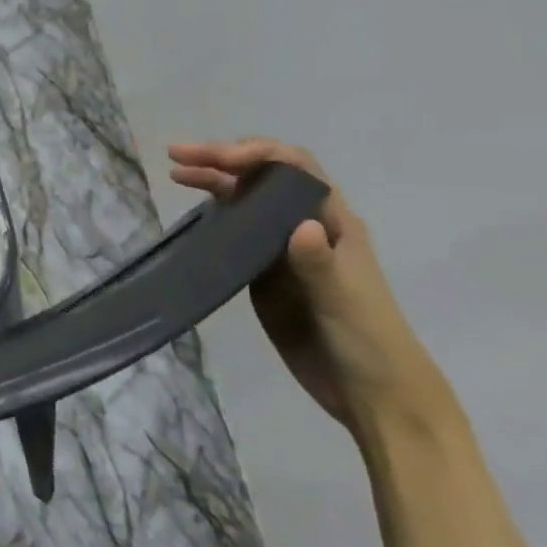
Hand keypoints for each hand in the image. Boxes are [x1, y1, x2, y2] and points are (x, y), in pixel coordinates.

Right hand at [167, 139, 448, 433]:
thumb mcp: (343, 300)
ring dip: (214, 181)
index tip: (217, 159)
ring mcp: (283, 249)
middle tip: (177, 155)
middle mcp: (306, 226)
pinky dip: (213, 215)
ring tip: (177, 173)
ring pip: (246, 201)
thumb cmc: (367, 340)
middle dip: (223, 159)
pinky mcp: (264, 273)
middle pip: (263, 177)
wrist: (370, 392)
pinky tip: (192, 214)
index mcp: (333, 222)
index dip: (256, 154)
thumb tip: (301, 225)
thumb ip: (319, 263)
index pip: (294, 168)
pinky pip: (236, 233)